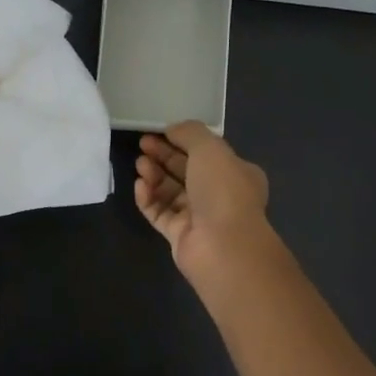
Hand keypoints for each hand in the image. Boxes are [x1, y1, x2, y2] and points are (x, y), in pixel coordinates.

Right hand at [134, 122, 271, 272]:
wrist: (223, 245)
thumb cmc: (223, 190)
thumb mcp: (210, 148)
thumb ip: (190, 133)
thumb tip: (172, 129)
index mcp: (236, 173)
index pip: (207, 153)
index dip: (182, 140)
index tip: (159, 132)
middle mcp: (219, 195)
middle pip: (186, 171)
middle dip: (164, 156)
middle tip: (142, 145)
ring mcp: (199, 217)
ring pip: (171, 192)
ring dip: (154, 176)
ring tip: (140, 165)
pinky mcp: (179, 236)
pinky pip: (160, 213)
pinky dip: (148, 199)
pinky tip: (139, 186)